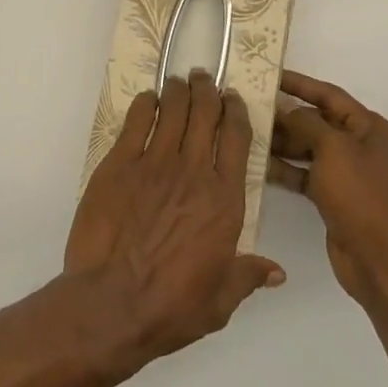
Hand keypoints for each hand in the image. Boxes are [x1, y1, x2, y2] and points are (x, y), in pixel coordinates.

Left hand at [65, 71, 285, 377]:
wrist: (111, 303)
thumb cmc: (171, 307)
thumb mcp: (220, 301)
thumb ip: (247, 276)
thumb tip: (276, 271)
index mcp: (224, 201)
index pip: (237, 139)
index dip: (236, 112)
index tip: (233, 99)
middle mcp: (194, 172)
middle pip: (205, 115)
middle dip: (207, 91)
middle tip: (203, 79)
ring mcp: (154, 164)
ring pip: (173, 111)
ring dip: (178, 91)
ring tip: (179, 81)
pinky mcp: (119, 164)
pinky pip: (136, 122)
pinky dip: (145, 105)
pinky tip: (147, 100)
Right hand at [268, 69, 387, 298]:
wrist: (375, 257)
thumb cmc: (358, 194)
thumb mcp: (332, 148)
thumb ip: (306, 122)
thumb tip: (285, 109)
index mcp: (370, 128)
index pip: (330, 95)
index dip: (300, 84)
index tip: (270, 75)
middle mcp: (361, 146)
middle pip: (318, 121)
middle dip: (286, 116)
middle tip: (251, 108)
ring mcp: (348, 172)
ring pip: (309, 147)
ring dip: (282, 142)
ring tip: (249, 134)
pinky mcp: (335, 195)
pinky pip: (306, 172)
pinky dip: (286, 168)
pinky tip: (259, 165)